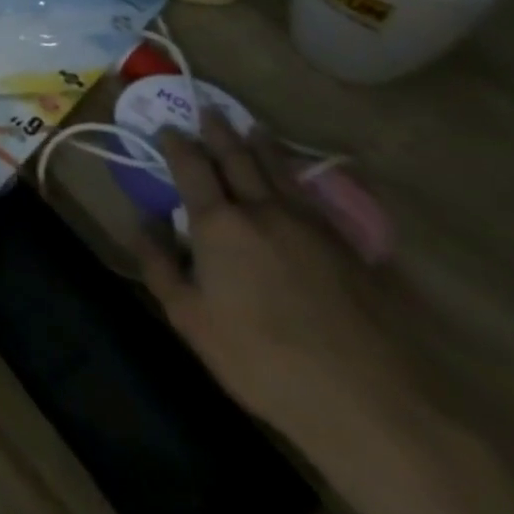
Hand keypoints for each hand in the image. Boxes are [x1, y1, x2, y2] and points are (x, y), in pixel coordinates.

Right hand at [134, 112, 421, 454]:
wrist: (371, 403)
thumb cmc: (262, 359)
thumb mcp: (190, 319)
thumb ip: (160, 265)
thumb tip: (142, 223)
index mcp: (218, 224)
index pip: (191, 168)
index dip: (176, 144)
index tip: (167, 127)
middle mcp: (262, 211)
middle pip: (237, 159)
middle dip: (218, 132)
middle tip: (208, 109)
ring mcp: (311, 227)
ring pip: (280, 172)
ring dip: (261, 145)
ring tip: (252, 127)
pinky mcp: (349, 250)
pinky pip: (313, 198)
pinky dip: (296, 177)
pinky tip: (296, 179)